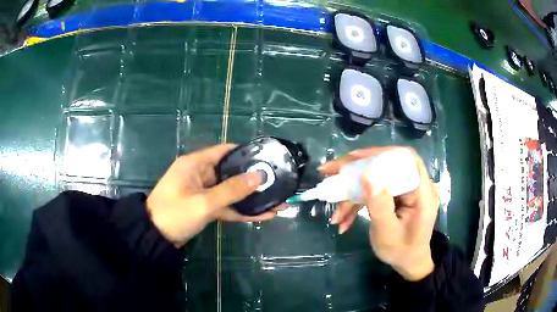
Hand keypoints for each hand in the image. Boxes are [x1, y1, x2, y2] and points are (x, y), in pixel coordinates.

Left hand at [146, 144, 283, 247]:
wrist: (155, 237)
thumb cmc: (175, 214)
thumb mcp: (204, 202)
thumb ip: (232, 190)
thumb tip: (259, 177)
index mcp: (195, 164)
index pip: (224, 151)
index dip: (245, 152)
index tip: (266, 158)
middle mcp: (200, 174)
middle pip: (230, 172)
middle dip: (252, 178)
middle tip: (276, 181)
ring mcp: (202, 192)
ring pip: (230, 191)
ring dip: (250, 198)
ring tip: (276, 201)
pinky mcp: (204, 207)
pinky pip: (226, 205)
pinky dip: (241, 210)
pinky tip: (262, 215)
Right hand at [319, 147, 438, 280]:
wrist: (407, 262)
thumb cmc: (401, 251)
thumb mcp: (387, 233)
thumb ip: (380, 205)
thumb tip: (368, 174)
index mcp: (422, 191)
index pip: (405, 159)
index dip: (380, 154)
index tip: (353, 159)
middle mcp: (414, 185)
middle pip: (385, 165)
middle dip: (355, 171)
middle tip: (329, 173)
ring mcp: (404, 190)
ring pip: (375, 179)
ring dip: (352, 194)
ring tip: (336, 215)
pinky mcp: (395, 196)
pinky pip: (373, 191)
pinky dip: (357, 203)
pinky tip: (344, 220)